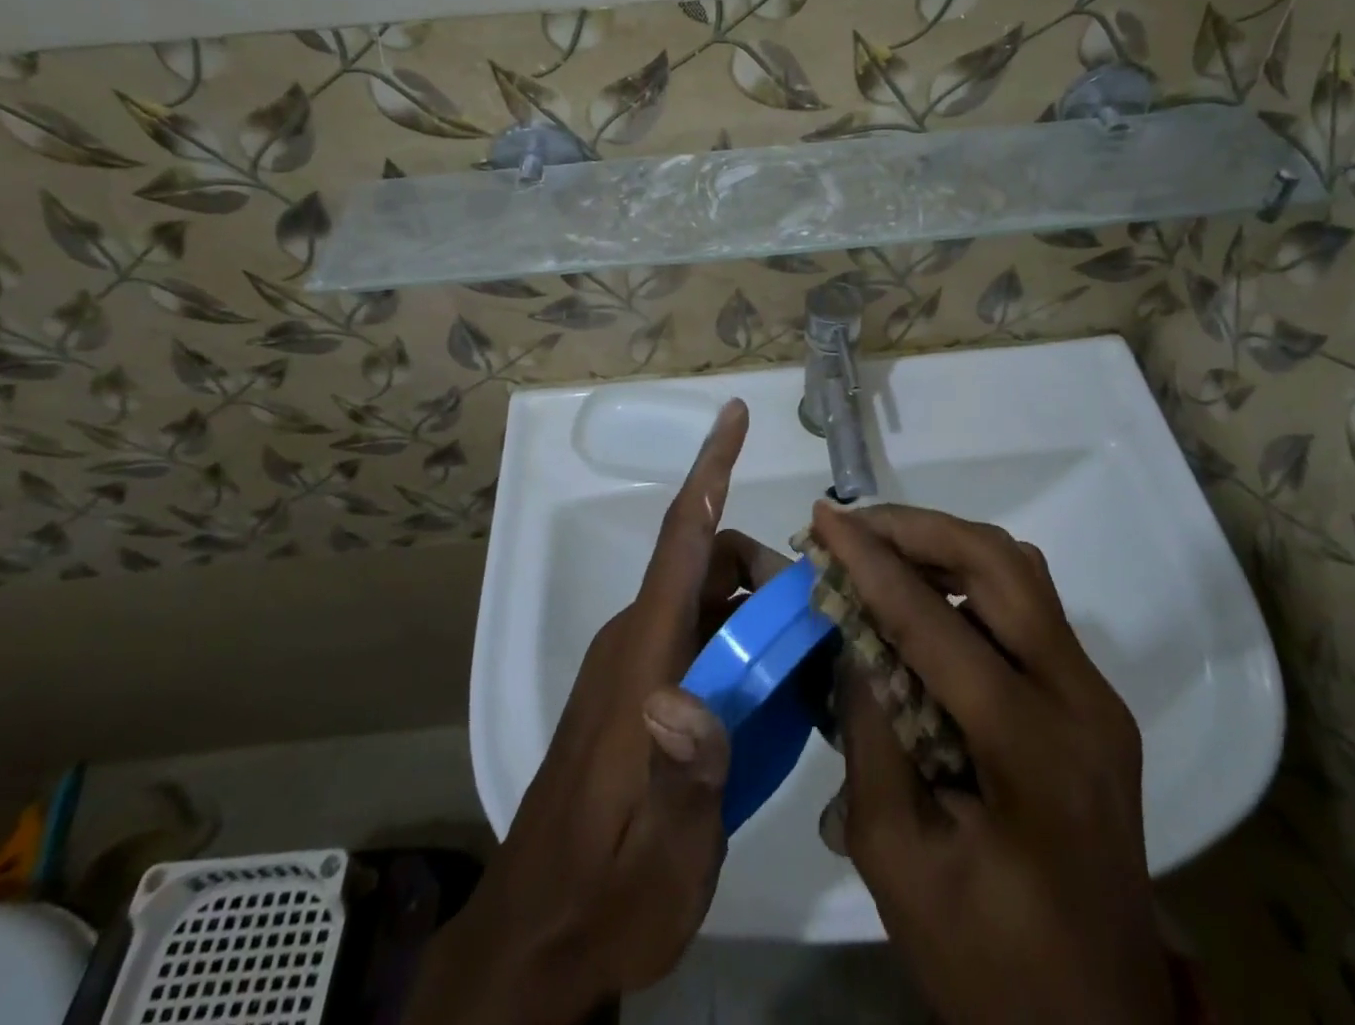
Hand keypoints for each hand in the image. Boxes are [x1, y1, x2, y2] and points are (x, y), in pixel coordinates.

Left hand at [405, 401, 784, 1024]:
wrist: (540, 939)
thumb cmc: (606, 890)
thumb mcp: (663, 852)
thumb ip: (685, 775)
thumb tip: (686, 697)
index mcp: (643, 655)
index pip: (681, 541)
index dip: (709, 470)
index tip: (732, 415)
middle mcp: (634, 640)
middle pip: (706, 563)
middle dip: (764, 570)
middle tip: (814, 625)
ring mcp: (632, 664)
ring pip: (703, 599)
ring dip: (754, 608)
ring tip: (804, 661)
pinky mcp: (636, 691)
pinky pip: (694, 633)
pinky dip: (735, 637)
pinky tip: (768, 691)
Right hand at [812, 503, 1174, 1024]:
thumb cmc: (988, 962)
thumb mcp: (896, 859)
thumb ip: (869, 734)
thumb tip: (854, 637)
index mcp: (1033, 751)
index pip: (938, 624)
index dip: (871, 562)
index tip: (823, 518)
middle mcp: (1082, 701)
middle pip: (1002, 566)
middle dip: (918, 528)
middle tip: (854, 526)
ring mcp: (1096, 695)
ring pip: (1020, 572)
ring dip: (946, 545)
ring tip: (880, 547)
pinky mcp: (1092, 700)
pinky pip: (1027, 606)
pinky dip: (969, 579)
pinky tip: (923, 594)